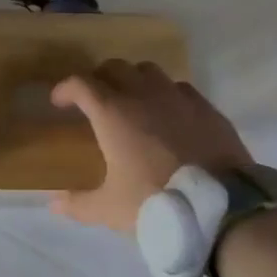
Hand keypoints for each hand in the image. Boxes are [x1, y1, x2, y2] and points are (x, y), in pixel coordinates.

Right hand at [50, 60, 252, 234]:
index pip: (81, 84)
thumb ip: (78, 204)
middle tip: (93, 100)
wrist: (222, 207)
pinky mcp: (206, 108)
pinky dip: (166, 94)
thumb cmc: (156, 202)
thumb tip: (54, 204)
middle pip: (115, 68)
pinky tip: (168, 115)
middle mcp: (143, 95)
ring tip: (131, 102)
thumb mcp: (109, 209)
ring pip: (149, 71)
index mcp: (112, 113)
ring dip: (133, 80)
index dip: (65, 89)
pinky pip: (180, 88)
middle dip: (99, 79)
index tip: (59, 102)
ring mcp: (178, 97)